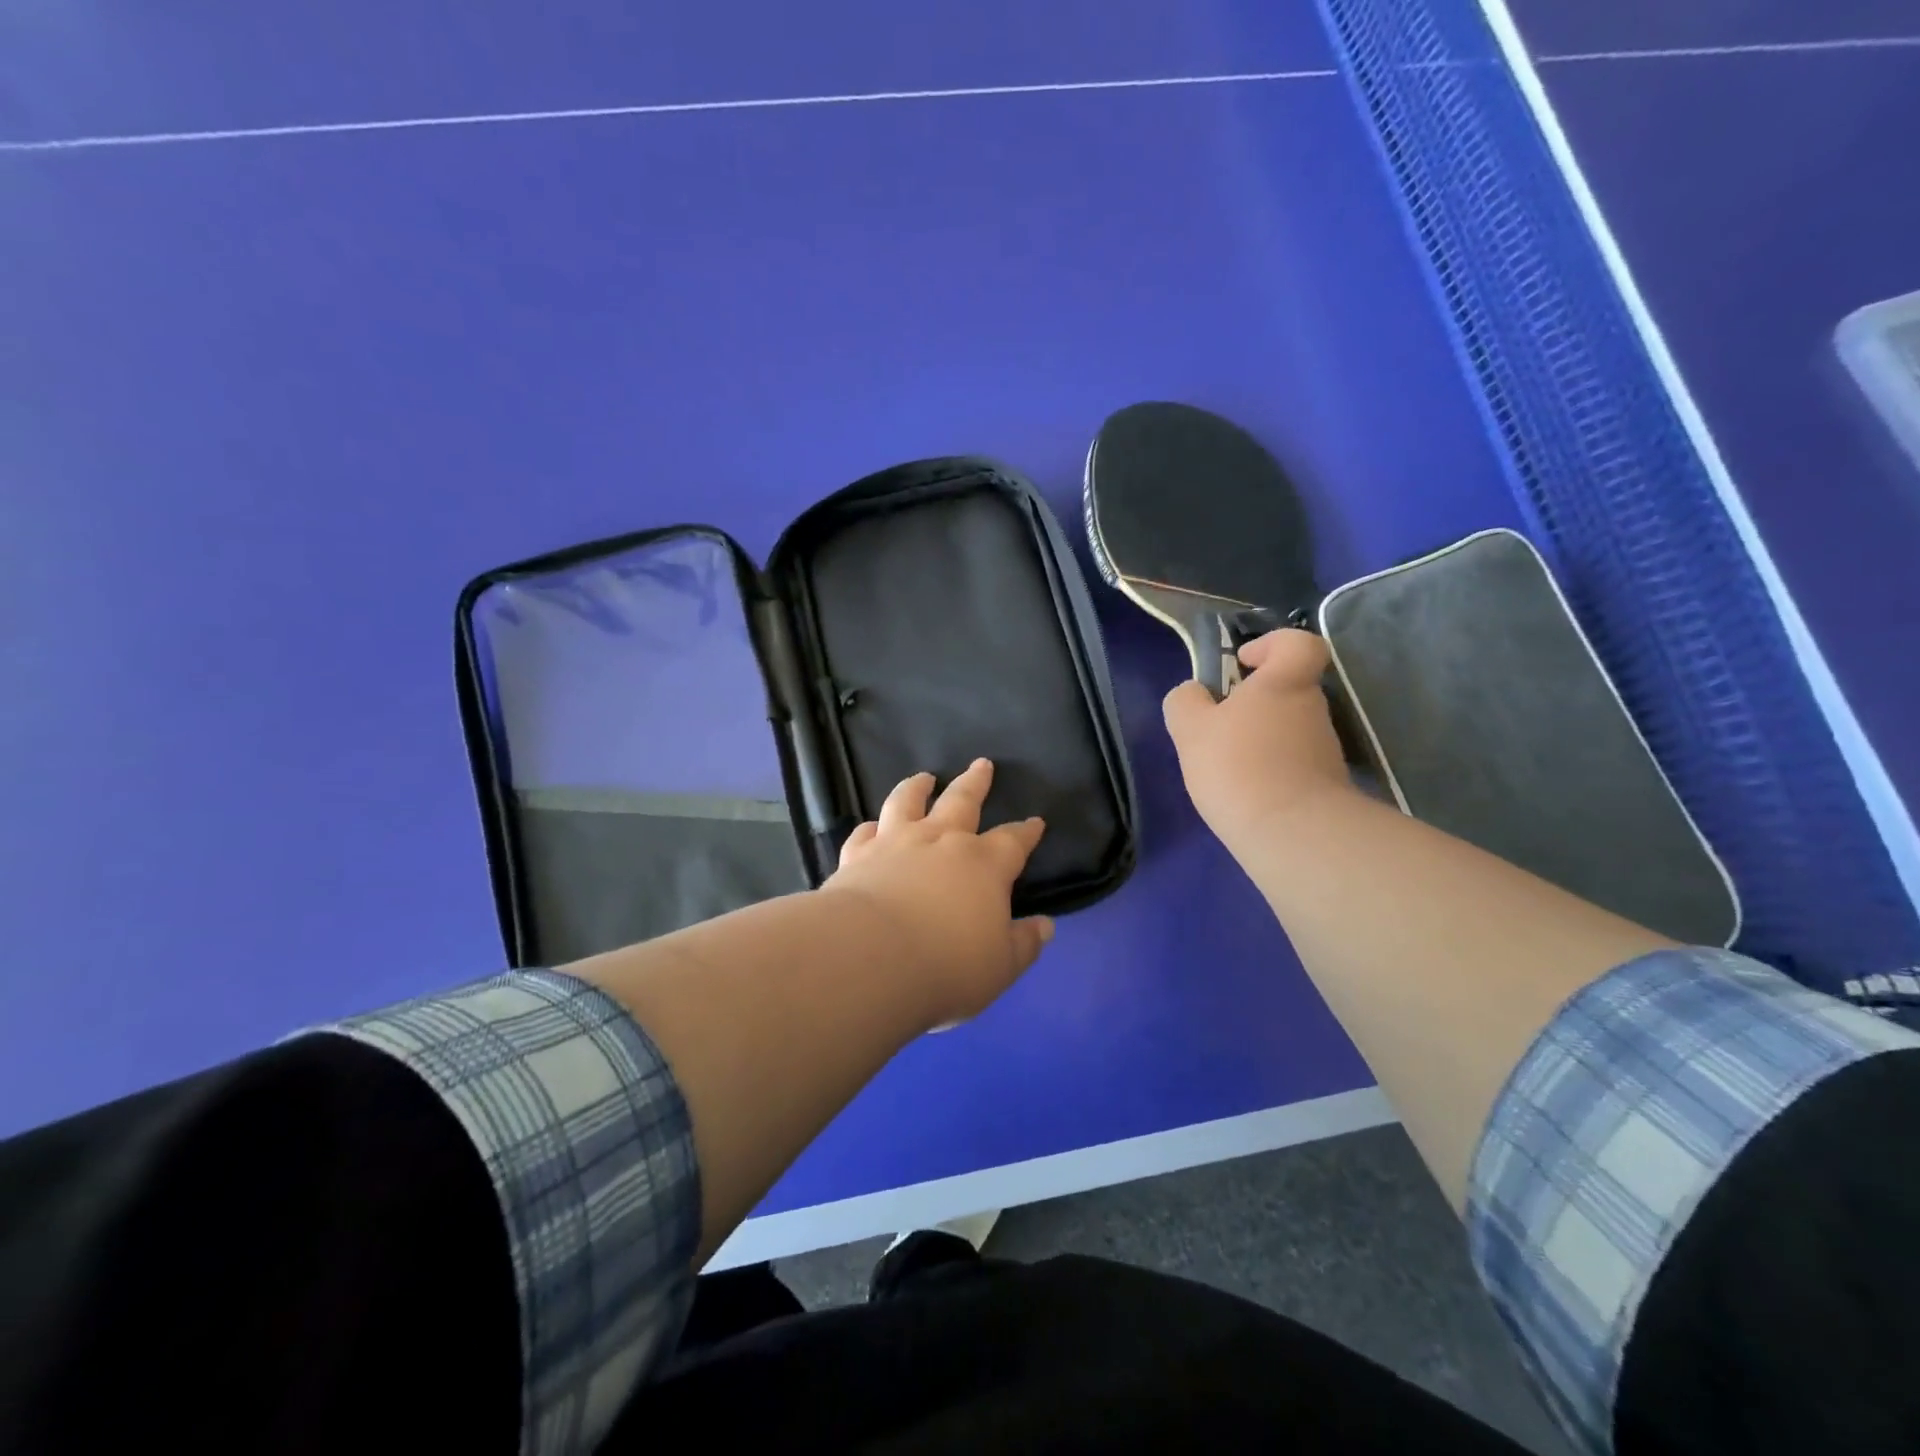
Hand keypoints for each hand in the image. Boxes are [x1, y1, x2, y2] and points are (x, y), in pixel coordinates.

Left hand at [823, 759, 1052, 1026]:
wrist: (871, 956)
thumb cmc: (947, 964)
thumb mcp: (1001, 965)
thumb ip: (1024, 943)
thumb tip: (1045, 925)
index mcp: (984, 864)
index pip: (1013, 841)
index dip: (1026, 832)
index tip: (1036, 822)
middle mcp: (941, 841)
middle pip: (962, 800)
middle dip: (975, 782)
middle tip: (982, 764)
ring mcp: (895, 843)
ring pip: (908, 802)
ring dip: (917, 787)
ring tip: (924, 777)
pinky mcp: (857, 856)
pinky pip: (864, 833)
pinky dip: (870, 827)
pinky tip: (871, 826)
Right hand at [1163, 629, 1356, 849]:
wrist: (1291, 832)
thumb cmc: (1237, 764)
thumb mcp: (1190, 728)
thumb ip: (1185, 701)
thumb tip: (1193, 694)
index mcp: (1284, 682)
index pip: (1298, 643)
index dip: (1272, 644)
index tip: (1242, 662)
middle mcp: (1312, 708)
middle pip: (1287, 690)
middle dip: (1253, 703)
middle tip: (1217, 726)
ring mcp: (1324, 748)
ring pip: (1288, 730)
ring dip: (1259, 741)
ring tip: (1224, 768)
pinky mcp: (1326, 785)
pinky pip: (1292, 765)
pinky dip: (1269, 773)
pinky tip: (1243, 793)